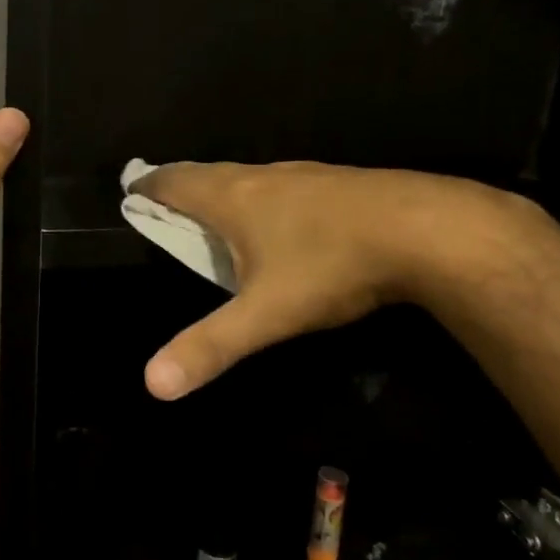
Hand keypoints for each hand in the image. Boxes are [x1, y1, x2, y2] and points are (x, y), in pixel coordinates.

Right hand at [133, 162, 527, 399]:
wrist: (429, 231)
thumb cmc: (332, 266)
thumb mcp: (265, 314)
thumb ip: (210, 347)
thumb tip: (152, 385)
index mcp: (233, 198)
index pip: (175, 182)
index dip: (148, 186)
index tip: (130, 189)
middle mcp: (264, 177)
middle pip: (208, 174)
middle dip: (181, 186)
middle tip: (165, 201)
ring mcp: (305, 176)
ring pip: (250, 177)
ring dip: (223, 190)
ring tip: (216, 212)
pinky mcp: (340, 184)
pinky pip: (285, 186)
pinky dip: (264, 197)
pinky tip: (283, 221)